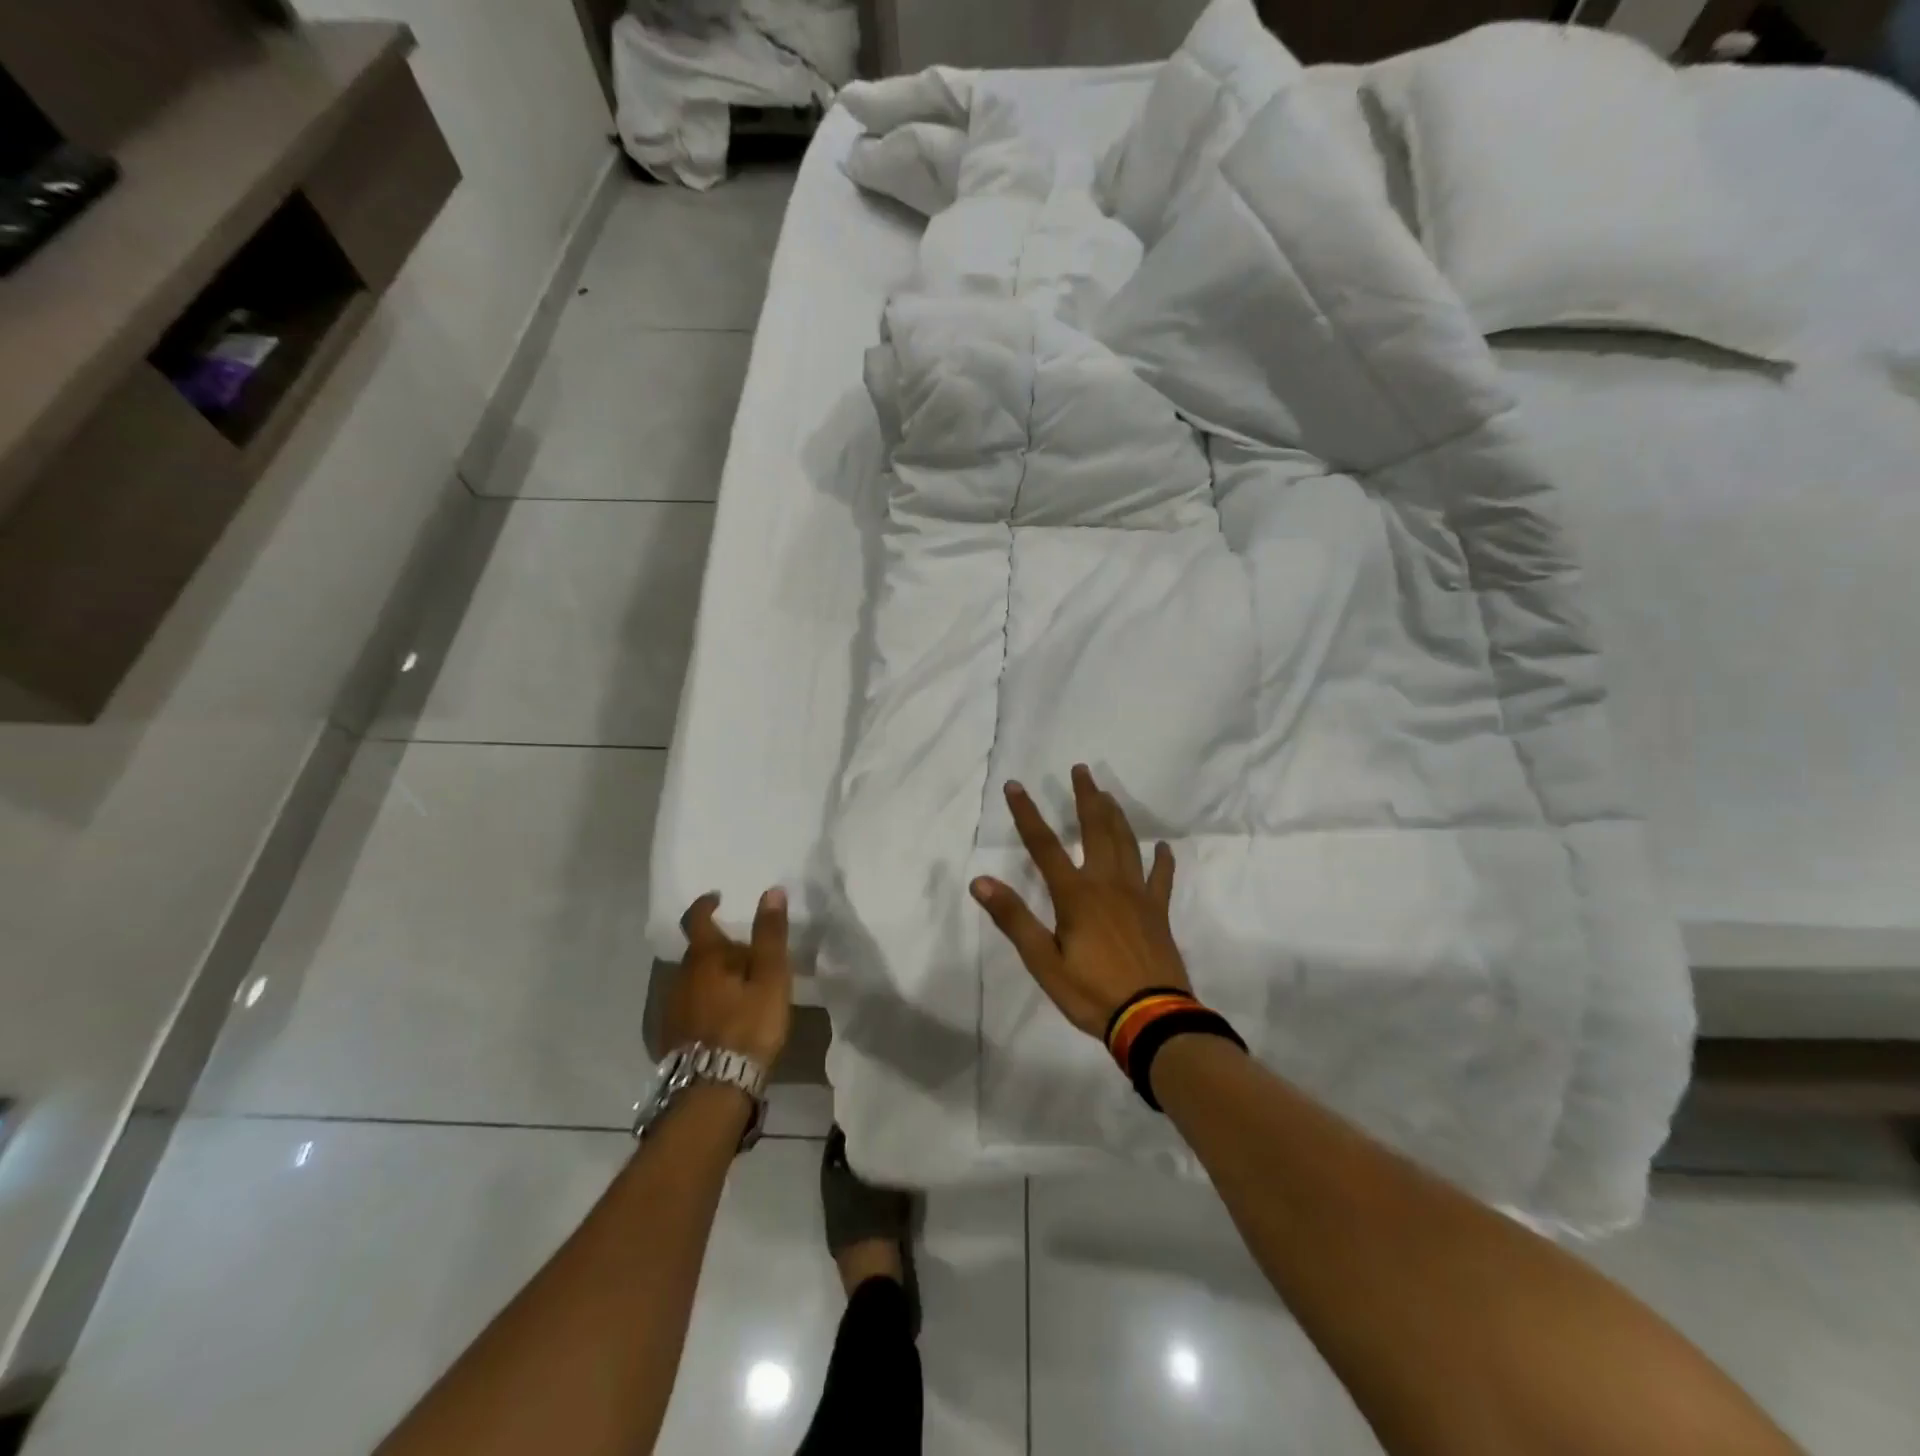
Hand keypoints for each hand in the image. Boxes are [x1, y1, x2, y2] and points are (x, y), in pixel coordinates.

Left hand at [664, 890, 792, 1067]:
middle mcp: (680, 977)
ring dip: (712, 976)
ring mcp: (671, 1008)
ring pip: (693, 980)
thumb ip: (770, 935)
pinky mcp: (670, 1036)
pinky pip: (689, 1006)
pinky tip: (723, 1018)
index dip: (706, 905)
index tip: (717, 898)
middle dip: (720, 948)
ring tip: (740, 988)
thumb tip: (771, 891)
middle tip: (749, 955)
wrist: (713, 1090)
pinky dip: (705, 1001)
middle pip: (698, 952)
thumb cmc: (748, 1026)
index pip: (697, 920)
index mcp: (705, 959)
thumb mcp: (770, 978)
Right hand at [970, 764, 1188, 1038]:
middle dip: (1086, 798)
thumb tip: (981, 881)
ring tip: (1109, 794)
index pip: (1044, 845)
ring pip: (1127, 844)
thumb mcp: (1043, 961)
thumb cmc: (1091, 992)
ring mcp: (1137, 895)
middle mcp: (1107, 884)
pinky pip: (1161, 878)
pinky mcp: (1158, 912)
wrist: (1152, 1019)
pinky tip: (1162, 847)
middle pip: (1095, 830)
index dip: (1027, 814)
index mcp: (1076, 894)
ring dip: (1116, 816)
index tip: (1015, 786)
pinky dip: (1161, 860)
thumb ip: (1014, 919)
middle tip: (1081, 770)